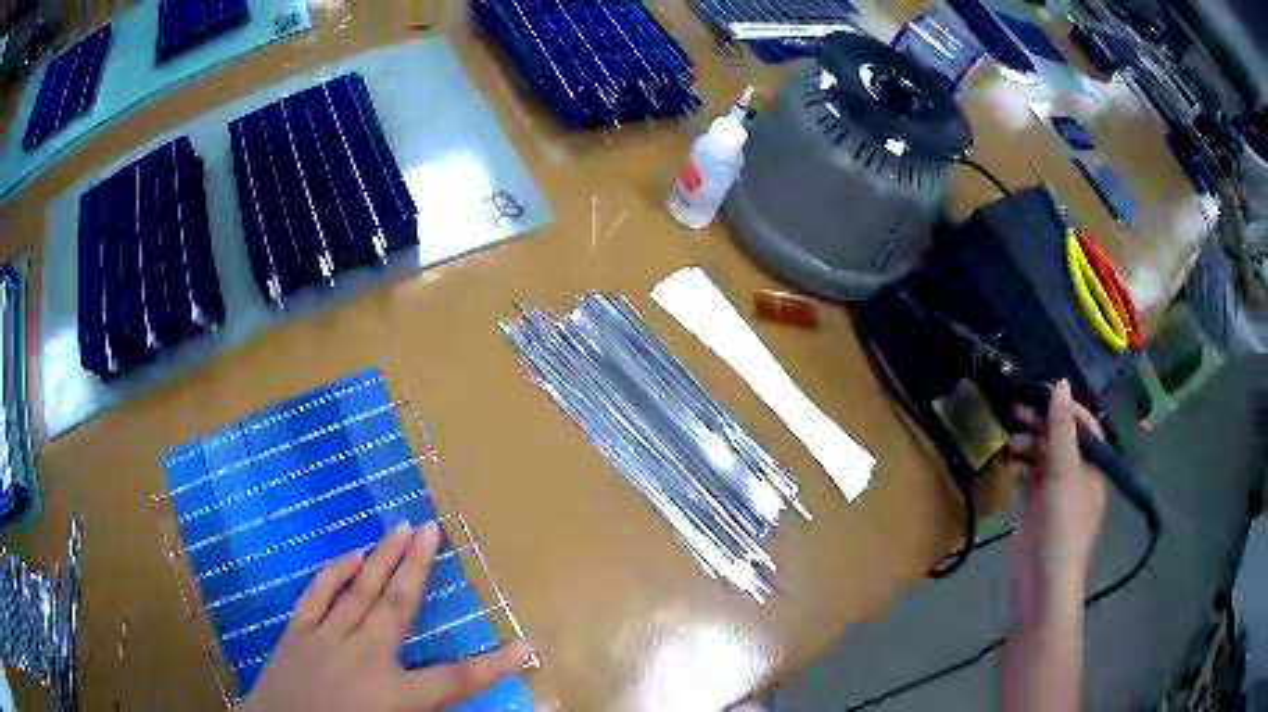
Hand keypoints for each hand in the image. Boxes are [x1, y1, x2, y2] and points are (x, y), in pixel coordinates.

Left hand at [235, 521, 533, 711]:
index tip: (526, 642)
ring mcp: (325, 639)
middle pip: (398, 606)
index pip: (456, 679)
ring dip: (382, 558)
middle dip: (418, 567)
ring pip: (360, 591)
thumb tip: (467, 700)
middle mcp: (363, 658)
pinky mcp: (297, 632)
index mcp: (393, 695)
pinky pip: (318, 594)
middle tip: (432, 528)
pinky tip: (351, 554)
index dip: (495, 663)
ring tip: (399, 527)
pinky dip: (336, 572)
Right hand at [1002, 380, 1107, 625]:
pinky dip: (1018, 468)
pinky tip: (1007, 464)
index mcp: (1092, 467)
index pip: (1085, 427)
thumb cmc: (1063, 524)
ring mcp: (1054, 494)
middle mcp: (1076, 477)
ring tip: (1009, 443)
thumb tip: (1060, 384)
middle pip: (1061, 440)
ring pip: (1042, 458)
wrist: (1042, 581)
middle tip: (1016, 412)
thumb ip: (1061, 428)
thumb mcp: (1065, 471)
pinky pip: (1028, 479)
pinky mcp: (1035, 509)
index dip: (1066, 408)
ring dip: (1027, 446)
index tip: (1041, 394)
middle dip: (1042, 425)